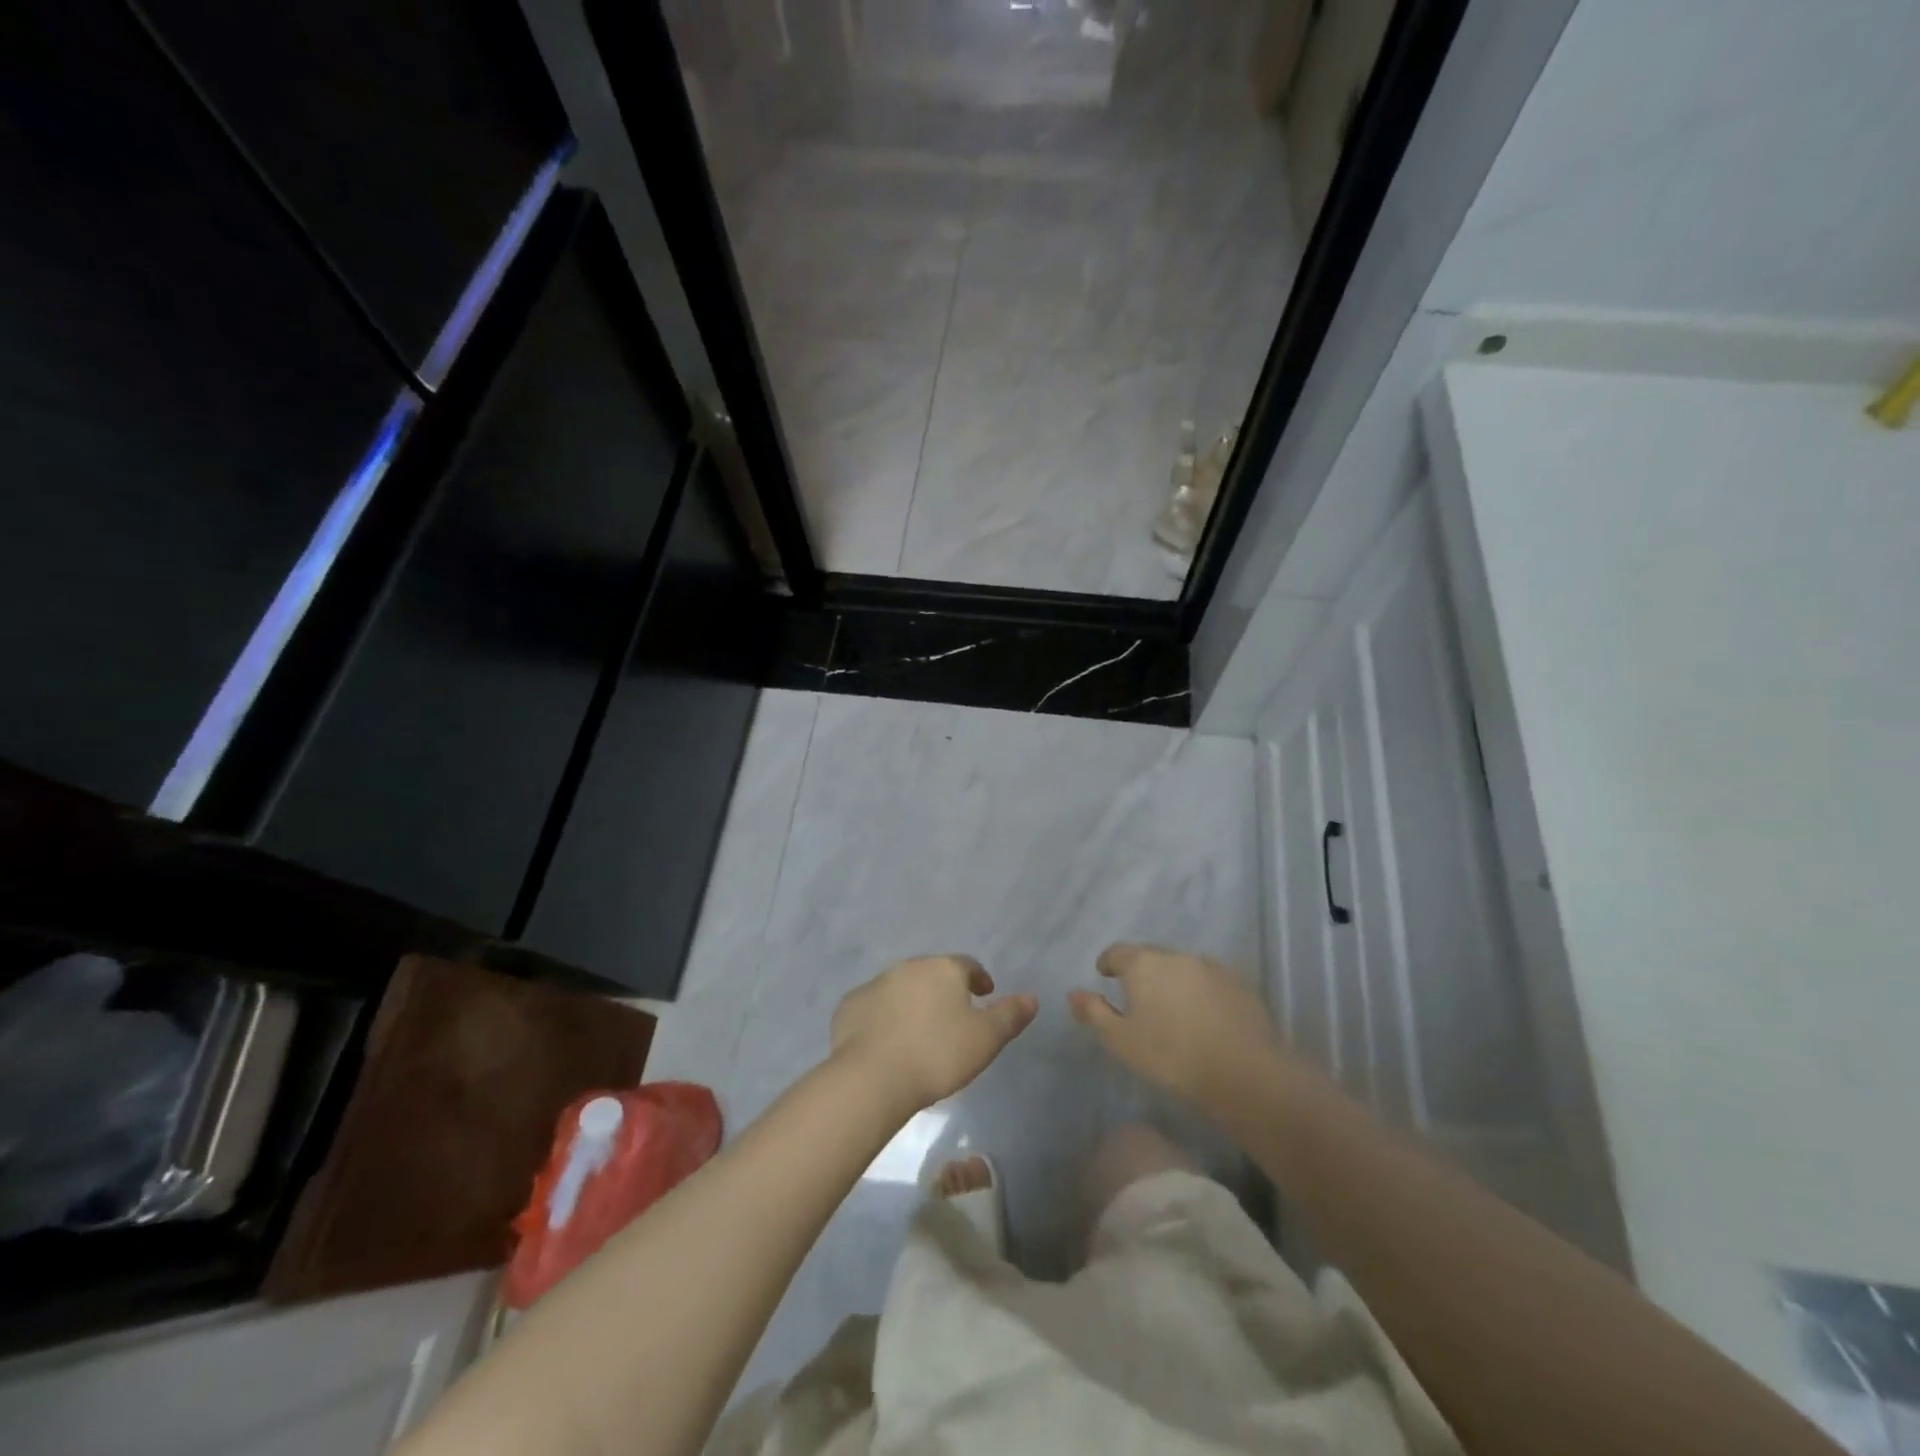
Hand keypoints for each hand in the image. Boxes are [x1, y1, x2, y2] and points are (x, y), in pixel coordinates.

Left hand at [830, 955, 1037, 1114]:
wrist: (871, 1077)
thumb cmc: (937, 1054)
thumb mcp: (985, 1039)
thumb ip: (1010, 1016)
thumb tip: (1031, 998)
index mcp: (943, 969)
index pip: (967, 965)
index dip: (979, 979)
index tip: (985, 994)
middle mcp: (908, 967)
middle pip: (932, 973)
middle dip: (944, 990)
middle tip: (952, 1016)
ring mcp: (875, 984)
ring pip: (901, 988)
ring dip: (912, 1003)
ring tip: (919, 1032)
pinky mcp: (850, 1006)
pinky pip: (873, 1007)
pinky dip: (883, 1018)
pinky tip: (887, 1041)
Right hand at [1068, 943, 1285, 1113]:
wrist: (1243, 1073)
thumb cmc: (1171, 1056)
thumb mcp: (1121, 1040)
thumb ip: (1094, 1013)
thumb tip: (1073, 993)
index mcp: (1144, 964)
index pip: (1118, 951)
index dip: (1109, 962)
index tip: (1105, 974)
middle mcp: (1177, 956)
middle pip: (1152, 956)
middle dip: (1142, 971)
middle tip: (1137, 996)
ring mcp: (1212, 967)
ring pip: (1183, 967)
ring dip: (1173, 980)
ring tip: (1172, 1008)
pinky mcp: (1240, 984)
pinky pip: (1211, 981)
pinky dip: (1201, 992)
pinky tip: (1204, 1016)